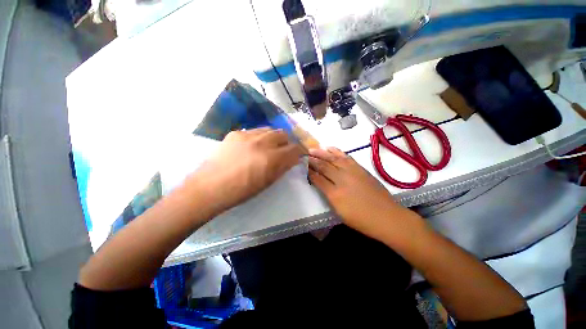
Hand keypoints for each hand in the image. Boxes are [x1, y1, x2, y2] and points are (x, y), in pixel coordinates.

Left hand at [188, 128, 304, 215]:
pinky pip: (254, 131)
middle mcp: (262, 142)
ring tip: (269, 146)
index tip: (299, 153)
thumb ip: (282, 168)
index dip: (299, 150)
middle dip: (287, 142)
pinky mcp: (236, 133)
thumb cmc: (241, 191)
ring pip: (269, 129)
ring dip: (274, 137)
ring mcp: (247, 135)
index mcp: (272, 158)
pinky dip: (259, 137)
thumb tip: (293, 159)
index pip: (294, 148)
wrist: (210, 187)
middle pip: (283, 134)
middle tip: (284, 150)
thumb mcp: (267, 182)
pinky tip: (252, 146)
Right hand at [308, 147, 417, 239]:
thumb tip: (320, 184)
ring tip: (313, 149)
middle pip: (324, 166)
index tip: (303, 166)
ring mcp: (352, 172)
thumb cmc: (361, 219)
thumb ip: (328, 196)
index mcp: (335, 194)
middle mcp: (342, 179)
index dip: (309, 172)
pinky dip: (337, 151)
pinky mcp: (360, 168)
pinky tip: (330, 148)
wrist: (386, 216)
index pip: (317, 179)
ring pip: (333, 159)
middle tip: (304, 155)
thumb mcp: (339, 212)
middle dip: (312, 160)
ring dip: (322, 153)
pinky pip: (346, 157)